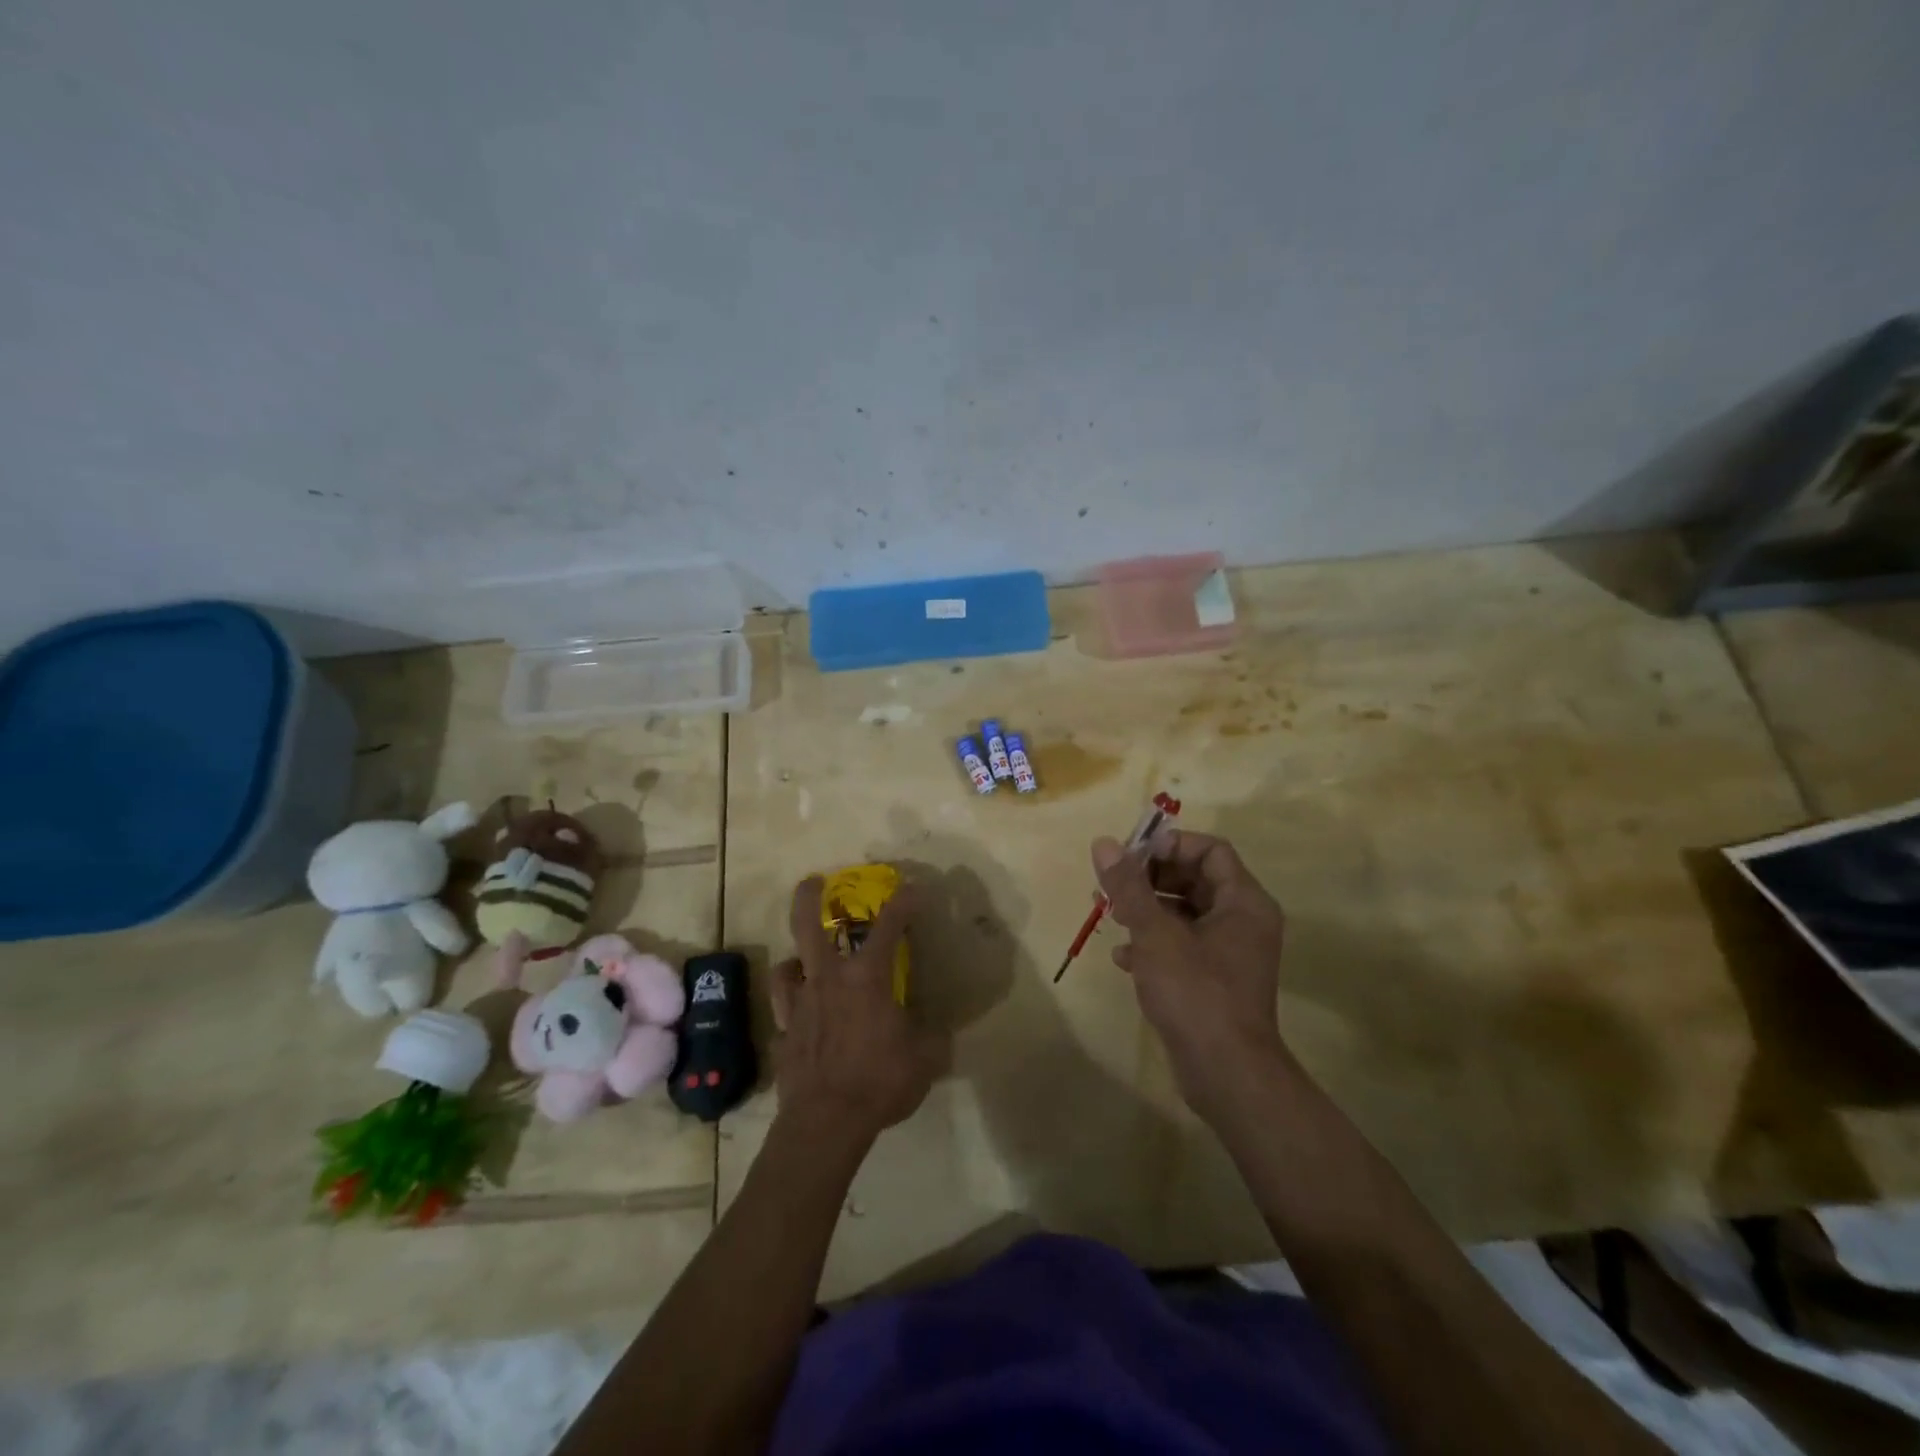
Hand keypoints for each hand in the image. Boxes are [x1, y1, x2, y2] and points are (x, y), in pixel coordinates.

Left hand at [769, 877, 937, 1151]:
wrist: (825, 1122)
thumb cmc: (879, 1081)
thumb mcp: (924, 1058)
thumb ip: (932, 1037)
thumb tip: (938, 1030)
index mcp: (865, 978)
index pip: (888, 927)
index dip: (904, 903)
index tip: (914, 889)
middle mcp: (827, 980)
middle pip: (807, 925)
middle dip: (809, 897)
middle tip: (813, 882)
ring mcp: (799, 1006)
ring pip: (786, 966)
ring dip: (795, 959)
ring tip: (802, 961)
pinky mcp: (783, 1035)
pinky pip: (783, 1010)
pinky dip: (791, 1006)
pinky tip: (798, 1013)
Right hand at [1091, 830, 1290, 1120]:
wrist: (1226, 1074)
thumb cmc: (1195, 992)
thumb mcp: (1155, 934)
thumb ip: (1129, 886)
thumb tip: (1103, 843)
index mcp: (1243, 902)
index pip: (1210, 850)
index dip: (1170, 846)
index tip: (1131, 856)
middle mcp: (1243, 921)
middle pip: (1195, 879)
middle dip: (1150, 878)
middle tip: (1113, 883)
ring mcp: (1230, 953)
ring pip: (1185, 913)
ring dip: (1146, 909)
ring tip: (1109, 915)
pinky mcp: (1214, 980)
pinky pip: (1183, 945)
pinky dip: (1154, 943)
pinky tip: (1123, 957)